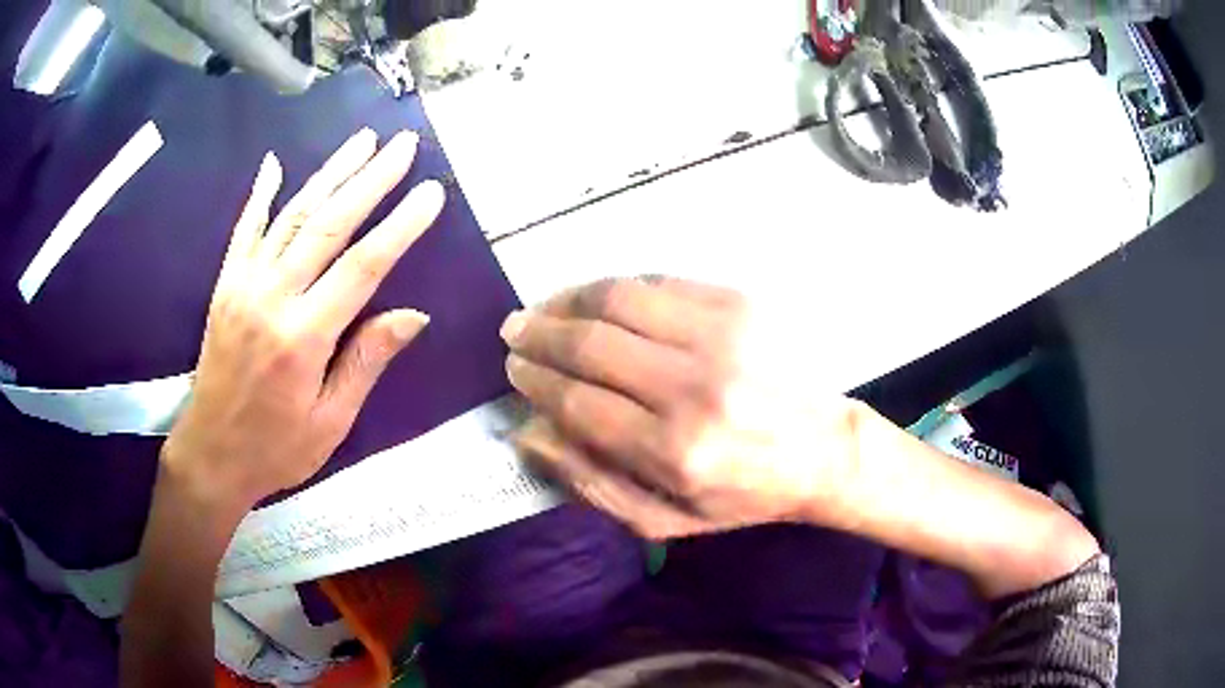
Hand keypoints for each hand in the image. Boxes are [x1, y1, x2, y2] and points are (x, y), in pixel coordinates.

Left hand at [161, 128, 444, 510]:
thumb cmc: (275, 449)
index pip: (362, 267)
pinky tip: (275, 164)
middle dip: (371, 179)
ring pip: (292, 216)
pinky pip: (245, 230)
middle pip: (328, 224)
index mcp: (303, 338)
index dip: (400, 226)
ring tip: (362, 140)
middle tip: (404, 144)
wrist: (210, 455)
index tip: (431, 192)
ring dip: (330, 173)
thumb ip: (366, 361)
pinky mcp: (225, 286)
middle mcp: (271, 299)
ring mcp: (243, 286)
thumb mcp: (330, 421)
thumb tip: (413, 315)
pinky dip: (262, 195)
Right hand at [501, 277, 863, 539]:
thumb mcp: (663, 519)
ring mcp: (721, 337)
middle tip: (515, 330)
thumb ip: (588, 482)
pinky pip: (659, 282)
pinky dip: (616, 287)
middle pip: (590, 344)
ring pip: (619, 299)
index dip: (535, 379)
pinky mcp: (740, 304)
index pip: (577, 401)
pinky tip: (596, 297)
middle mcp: (694, 388)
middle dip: (539, 334)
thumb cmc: (741, 495)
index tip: (515, 368)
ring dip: (568, 299)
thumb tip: (527, 431)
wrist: (822, 450)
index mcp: (673, 451)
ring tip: (545, 307)